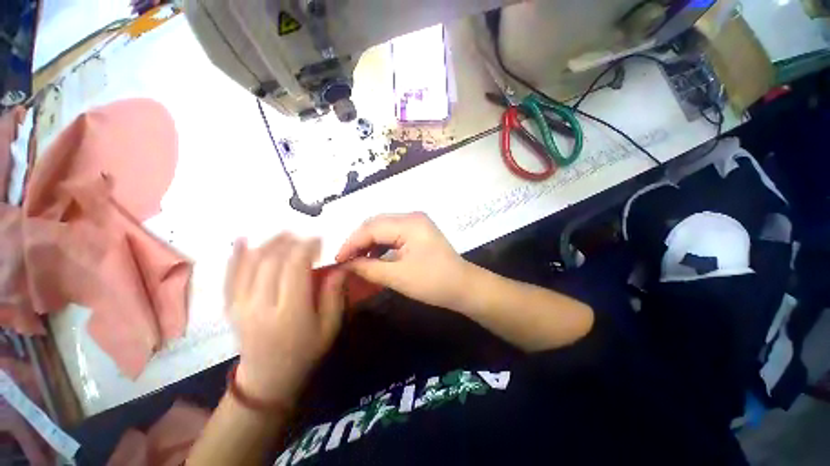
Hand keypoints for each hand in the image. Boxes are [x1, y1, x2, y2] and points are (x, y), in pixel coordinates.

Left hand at [225, 235, 346, 403]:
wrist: (269, 379)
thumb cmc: (306, 351)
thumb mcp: (330, 327)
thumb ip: (334, 295)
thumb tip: (340, 267)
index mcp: (290, 312)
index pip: (295, 267)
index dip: (307, 247)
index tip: (318, 240)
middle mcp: (261, 306)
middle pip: (272, 261)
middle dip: (290, 242)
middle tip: (305, 237)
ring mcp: (241, 306)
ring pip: (251, 264)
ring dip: (268, 244)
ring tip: (285, 235)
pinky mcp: (230, 307)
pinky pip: (230, 276)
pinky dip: (236, 256)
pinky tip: (242, 239)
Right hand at [335, 213, 470, 308]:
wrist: (464, 286)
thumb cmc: (433, 282)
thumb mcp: (397, 277)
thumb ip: (368, 268)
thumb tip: (344, 265)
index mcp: (409, 223)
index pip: (371, 227)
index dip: (351, 243)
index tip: (337, 260)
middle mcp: (412, 217)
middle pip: (376, 224)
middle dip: (358, 241)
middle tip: (345, 260)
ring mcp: (417, 223)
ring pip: (384, 228)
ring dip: (369, 242)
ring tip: (357, 260)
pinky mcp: (418, 232)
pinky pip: (393, 233)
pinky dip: (381, 244)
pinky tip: (374, 256)